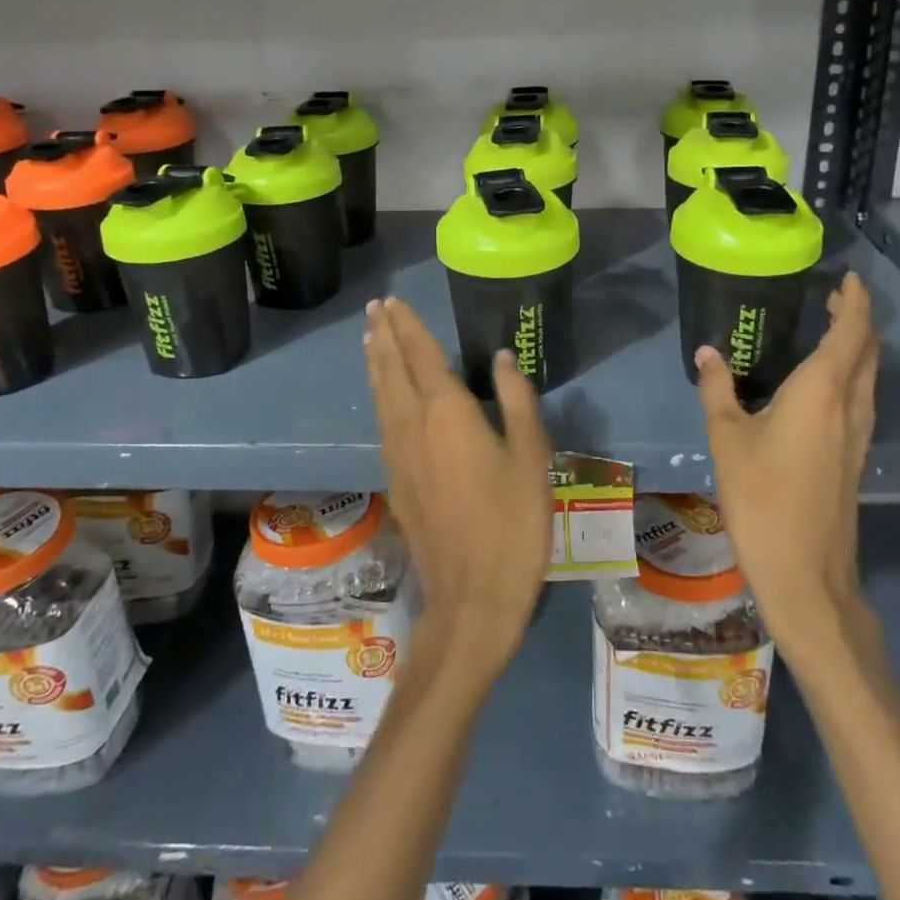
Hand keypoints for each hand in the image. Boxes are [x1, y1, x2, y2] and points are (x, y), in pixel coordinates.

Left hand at [363, 298, 553, 683]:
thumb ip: (516, 401)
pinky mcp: (394, 480)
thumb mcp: (530, 458)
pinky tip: (382, 395)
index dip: (407, 326)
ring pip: (380, 395)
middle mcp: (412, 425)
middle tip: (374, 308)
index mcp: (446, 412)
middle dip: (383, 335)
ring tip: (369, 339)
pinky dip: (378, 394)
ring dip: (375, 362)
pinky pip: (381, 420)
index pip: (420, 355)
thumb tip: (502, 358)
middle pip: (391, 369)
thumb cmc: (512, 523)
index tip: (392, 302)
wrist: (471, 597)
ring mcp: (397, 454)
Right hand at [695, 272, 880, 651]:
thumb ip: (718, 390)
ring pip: (869, 376)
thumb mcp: (727, 438)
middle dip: (857, 319)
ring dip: (858, 346)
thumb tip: (707, 352)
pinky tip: (826, 383)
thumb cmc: (762, 497)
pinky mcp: (855, 456)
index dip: (856, 302)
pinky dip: (853, 374)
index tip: (849, 278)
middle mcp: (850, 405)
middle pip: (867, 351)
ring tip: (832, 328)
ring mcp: (858, 434)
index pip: (852, 332)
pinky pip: (862, 398)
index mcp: (822, 391)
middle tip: (835, 297)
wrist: (805, 572)